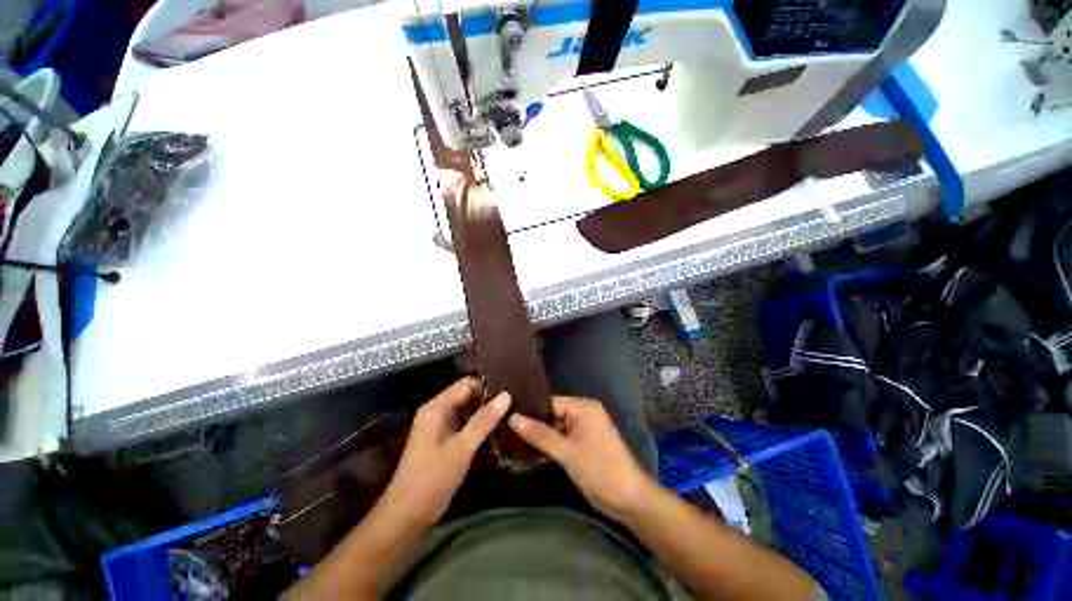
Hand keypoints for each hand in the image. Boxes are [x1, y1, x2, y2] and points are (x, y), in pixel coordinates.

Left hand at [384, 378, 509, 525]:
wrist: (407, 516)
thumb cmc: (432, 479)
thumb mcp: (461, 449)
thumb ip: (484, 421)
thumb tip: (506, 395)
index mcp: (436, 407)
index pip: (467, 384)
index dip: (487, 388)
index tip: (507, 398)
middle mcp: (436, 411)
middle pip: (467, 396)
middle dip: (487, 402)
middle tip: (511, 410)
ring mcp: (439, 426)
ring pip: (467, 411)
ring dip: (484, 416)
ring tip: (507, 420)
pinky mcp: (443, 440)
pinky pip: (464, 425)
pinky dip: (477, 427)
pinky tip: (495, 434)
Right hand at [509, 396, 653, 520]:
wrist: (629, 499)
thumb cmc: (598, 469)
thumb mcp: (566, 452)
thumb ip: (539, 434)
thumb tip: (513, 417)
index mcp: (583, 407)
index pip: (550, 402)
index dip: (530, 410)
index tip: (506, 416)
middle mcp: (584, 412)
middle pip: (553, 413)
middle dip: (534, 423)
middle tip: (506, 430)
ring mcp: (585, 428)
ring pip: (557, 426)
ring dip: (540, 434)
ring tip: (512, 439)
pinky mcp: (585, 442)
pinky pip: (563, 436)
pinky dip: (550, 443)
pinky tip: (530, 449)